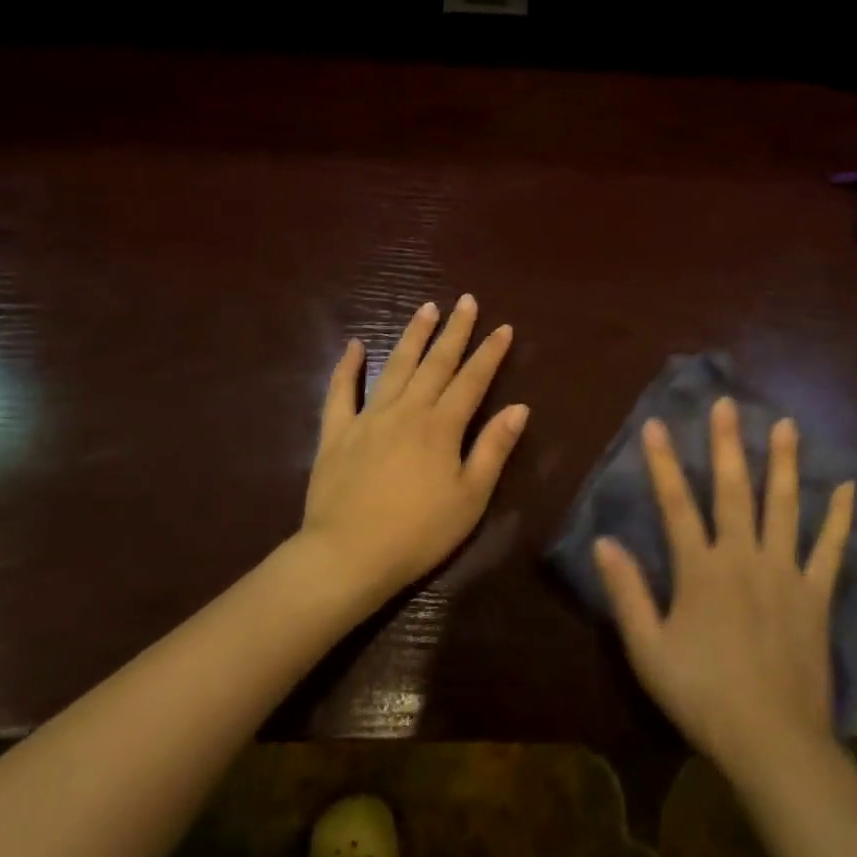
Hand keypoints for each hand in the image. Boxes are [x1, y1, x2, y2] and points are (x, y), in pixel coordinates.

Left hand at [298, 296, 528, 608]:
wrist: (348, 555)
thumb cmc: (419, 533)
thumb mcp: (470, 497)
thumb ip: (493, 449)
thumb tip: (519, 408)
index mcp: (442, 427)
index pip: (472, 380)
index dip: (490, 353)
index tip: (503, 327)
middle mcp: (407, 411)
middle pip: (435, 363)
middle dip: (454, 330)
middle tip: (465, 300)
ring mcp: (368, 418)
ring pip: (394, 367)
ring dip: (412, 336)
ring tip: (425, 308)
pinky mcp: (337, 433)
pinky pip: (340, 392)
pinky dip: (346, 366)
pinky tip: (354, 345)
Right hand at [595, 398, 853, 771]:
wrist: (773, 742)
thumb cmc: (702, 695)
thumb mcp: (648, 650)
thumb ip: (626, 593)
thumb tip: (603, 541)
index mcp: (700, 569)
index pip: (676, 503)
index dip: (663, 462)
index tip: (655, 423)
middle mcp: (743, 557)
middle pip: (734, 489)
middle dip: (728, 443)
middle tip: (728, 403)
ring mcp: (785, 572)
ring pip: (785, 506)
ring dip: (784, 462)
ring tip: (787, 424)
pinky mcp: (816, 595)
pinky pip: (830, 549)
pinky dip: (839, 518)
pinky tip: (848, 488)